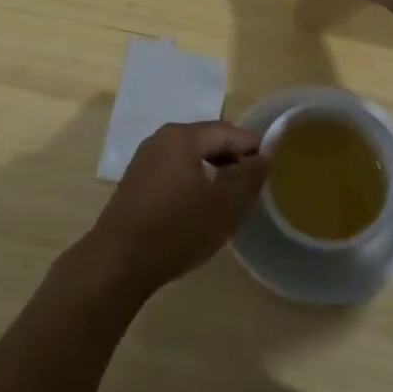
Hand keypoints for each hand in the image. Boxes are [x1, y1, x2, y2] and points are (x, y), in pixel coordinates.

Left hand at [79, 122, 267, 297]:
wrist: (119, 261)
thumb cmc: (178, 228)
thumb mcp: (225, 205)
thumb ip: (249, 176)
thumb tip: (263, 157)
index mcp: (183, 137)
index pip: (227, 131)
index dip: (252, 146)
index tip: (273, 165)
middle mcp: (161, 139)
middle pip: (206, 139)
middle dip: (232, 157)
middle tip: (254, 182)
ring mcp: (144, 159)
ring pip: (189, 156)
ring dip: (213, 169)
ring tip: (231, 195)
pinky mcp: (136, 181)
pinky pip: (173, 170)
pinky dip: (193, 179)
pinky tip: (201, 204)